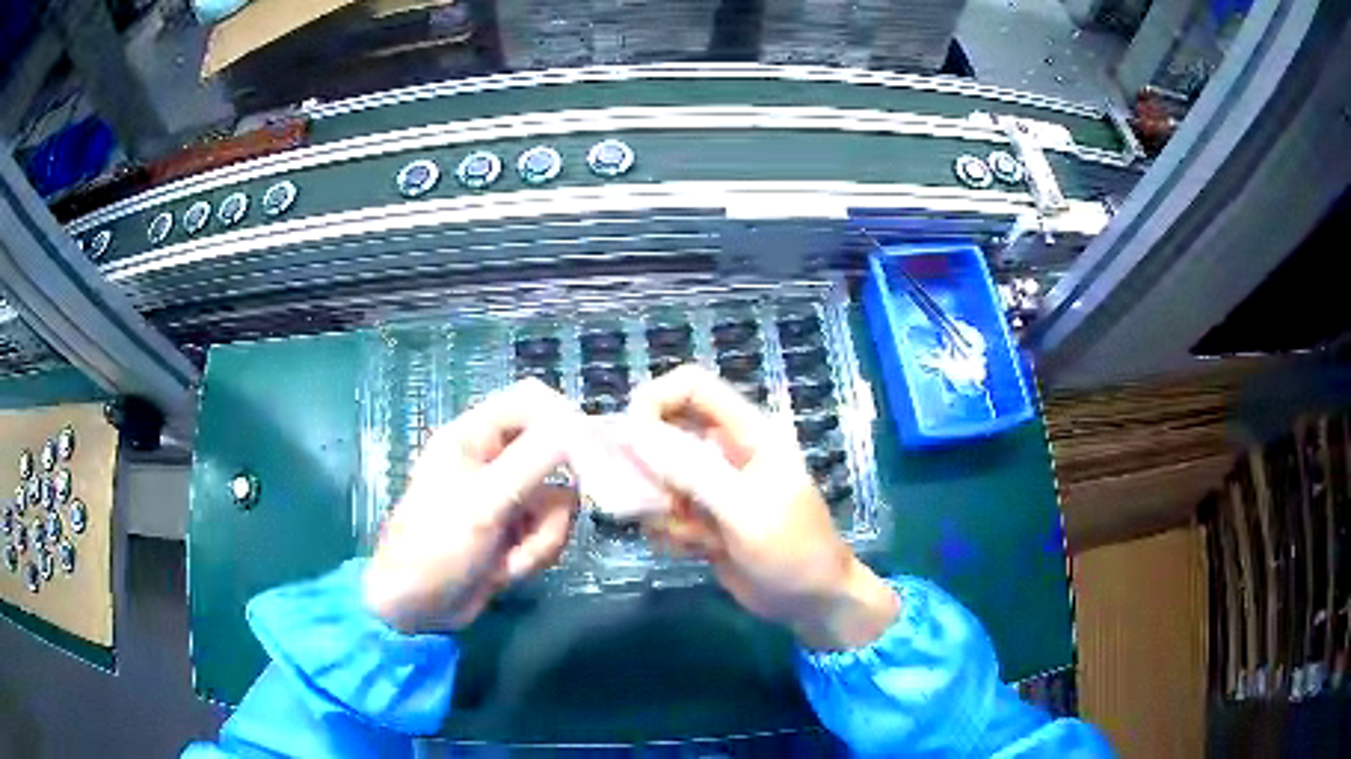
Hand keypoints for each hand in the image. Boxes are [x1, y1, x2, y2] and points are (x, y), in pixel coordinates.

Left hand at [362, 379, 579, 632]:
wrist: (418, 610)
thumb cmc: (437, 547)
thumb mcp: (484, 501)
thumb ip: (535, 459)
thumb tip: (583, 427)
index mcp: (474, 435)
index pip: (532, 400)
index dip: (565, 418)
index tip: (593, 452)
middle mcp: (494, 459)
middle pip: (555, 454)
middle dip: (550, 498)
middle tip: (545, 523)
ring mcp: (507, 497)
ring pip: (559, 500)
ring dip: (541, 535)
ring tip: (508, 558)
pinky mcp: (516, 530)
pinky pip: (551, 530)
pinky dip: (535, 553)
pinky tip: (505, 571)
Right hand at [621, 365, 899, 650]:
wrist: (811, 602)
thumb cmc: (792, 549)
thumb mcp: (744, 509)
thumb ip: (691, 470)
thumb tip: (634, 432)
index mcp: (747, 432)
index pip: (690, 386)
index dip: (653, 400)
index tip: (627, 438)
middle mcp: (725, 453)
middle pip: (663, 433)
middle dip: (651, 471)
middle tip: (661, 504)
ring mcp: (711, 488)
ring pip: (656, 480)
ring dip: (664, 512)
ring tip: (698, 537)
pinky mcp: (701, 519)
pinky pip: (662, 514)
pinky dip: (671, 534)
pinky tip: (700, 552)